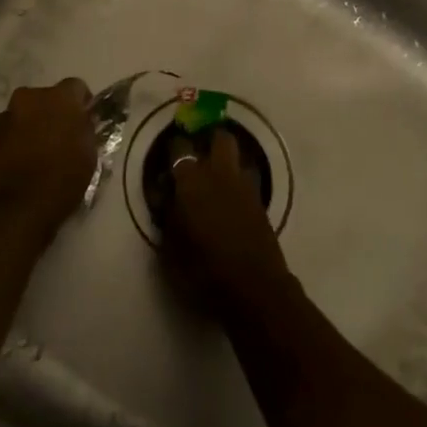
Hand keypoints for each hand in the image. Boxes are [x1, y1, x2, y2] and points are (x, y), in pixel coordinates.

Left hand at [0, 80, 96, 244]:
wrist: (9, 212)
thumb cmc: (59, 182)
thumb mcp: (88, 156)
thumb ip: (85, 131)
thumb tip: (80, 123)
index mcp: (59, 98)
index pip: (76, 87)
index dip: (81, 104)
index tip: (84, 123)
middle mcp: (28, 98)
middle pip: (44, 99)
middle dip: (51, 114)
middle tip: (59, 140)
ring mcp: (2, 118)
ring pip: (22, 116)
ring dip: (29, 129)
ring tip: (34, 158)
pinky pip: (4, 135)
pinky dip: (11, 145)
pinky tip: (15, 169)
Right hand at [163, 128, 291, 312]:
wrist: (254, 287)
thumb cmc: (203, 269)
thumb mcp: (170, 248)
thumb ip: (167, 217)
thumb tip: (165, 199)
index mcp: (192, 180)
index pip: (179, 148)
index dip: (172, 150)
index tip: (167, 161)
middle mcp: (221, 174)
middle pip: (220, 139)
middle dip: (210, 142)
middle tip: (198, 158)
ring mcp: (245, 186)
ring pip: (238, 158)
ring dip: (227, 164)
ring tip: (215, 183)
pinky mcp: (261, 202)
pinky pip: (247, 181)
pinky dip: (237, 186)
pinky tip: (229, 204)